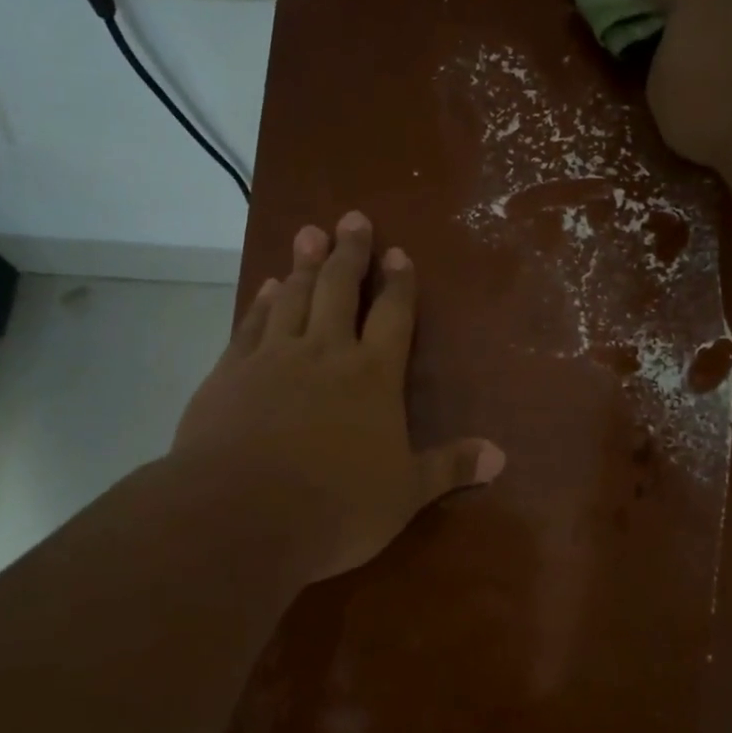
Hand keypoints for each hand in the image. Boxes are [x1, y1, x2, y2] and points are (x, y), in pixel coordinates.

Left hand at [171, 211, 504, 583]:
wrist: (240, 515)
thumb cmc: (335, 507)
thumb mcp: (405, 494)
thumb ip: (450, 468)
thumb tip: (501, 456)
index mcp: (373, 376)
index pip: (393, 316)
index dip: (399, 283)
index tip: (398, 252)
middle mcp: (325, 353)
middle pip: (338, 289)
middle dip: (349, 253)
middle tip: (352, 218)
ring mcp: (273, 358)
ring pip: (292, 297)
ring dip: (303, 264)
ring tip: (309, 233)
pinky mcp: (230, 373)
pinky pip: (250, 324)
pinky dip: (261, 301)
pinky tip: (265, 286)